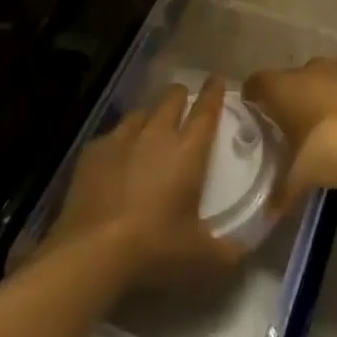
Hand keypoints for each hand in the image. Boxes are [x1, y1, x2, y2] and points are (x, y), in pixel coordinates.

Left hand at [42, 77, 243, 285]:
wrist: (92, 252)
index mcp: (187, 150)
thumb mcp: (200, 257)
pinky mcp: (93, 152)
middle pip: (171, 99)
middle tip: (185, 105)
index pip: (206, 109)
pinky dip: (120, 141)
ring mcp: (121, 139)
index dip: (213, 92)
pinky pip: (112, 135)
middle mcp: (156, 134)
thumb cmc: (155, 247)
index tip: (217, 79)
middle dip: (181, 97)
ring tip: (151, 130)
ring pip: (140, 113)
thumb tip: (244, 252)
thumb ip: (228, 252)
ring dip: (150, 117)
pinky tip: (117, 159)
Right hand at [246, 47, 336, 214]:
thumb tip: (265, 215)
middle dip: (287, 96)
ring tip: (322, 112)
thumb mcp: (303, 177)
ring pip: (320, 70)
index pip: (256, 82)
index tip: (253, 113)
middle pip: (288, 78)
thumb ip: (282, 193)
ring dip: (318, 86)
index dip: (252, 96)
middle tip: (290, 124)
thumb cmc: (333, 147)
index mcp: (282, 89)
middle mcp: (307, 70)